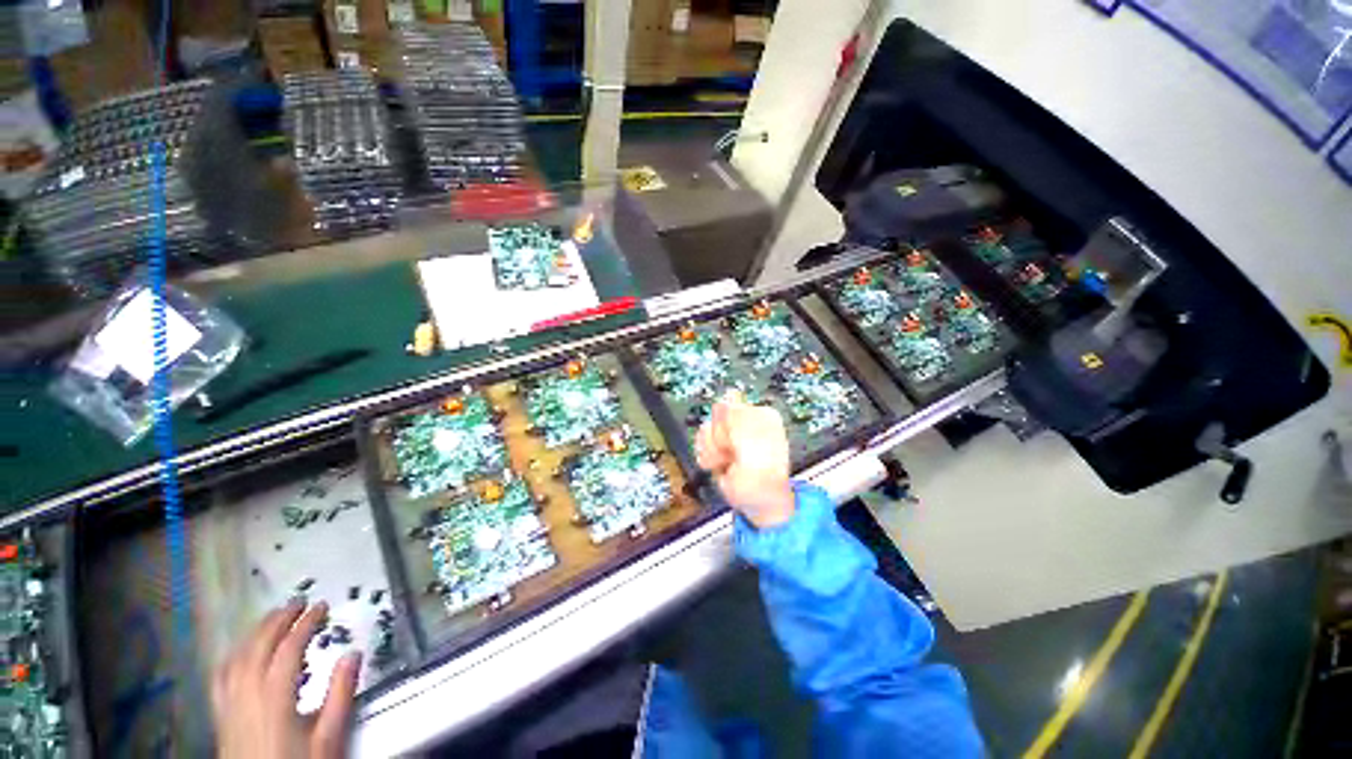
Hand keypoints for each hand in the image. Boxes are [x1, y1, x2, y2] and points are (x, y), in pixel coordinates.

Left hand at [212, 601, 359, 758]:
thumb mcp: (329, 737)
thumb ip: (340, 695)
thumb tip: (353, 653)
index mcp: (275, 697)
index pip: (289, 649)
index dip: (306, 623)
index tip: (323, 606)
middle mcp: (247, 694)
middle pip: (258, 647)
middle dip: (279, 620)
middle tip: (299, 602)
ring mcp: (229, 705)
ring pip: (237, 658)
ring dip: (256, 633)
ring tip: (272, 618)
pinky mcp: (221, 715)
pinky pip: (221, 677)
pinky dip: (233, 656)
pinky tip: (240, 652)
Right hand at [694, 391, 795, 528]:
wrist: (757, 501)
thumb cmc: (763, 476)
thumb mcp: (756, 444)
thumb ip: (739, 416)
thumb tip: (729, 392)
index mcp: (761, 415)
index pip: (730, 407)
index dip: (729, 427)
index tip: (739, 444)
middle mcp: (744, 420)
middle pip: (716, 417)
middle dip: (721, 439)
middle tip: (735, 454)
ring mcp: (729, 433)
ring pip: (706, 429)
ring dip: (714, 451)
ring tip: (729, 462)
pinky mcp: (717, 444)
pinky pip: (701, 441)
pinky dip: (708, 457)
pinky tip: (720, 465)